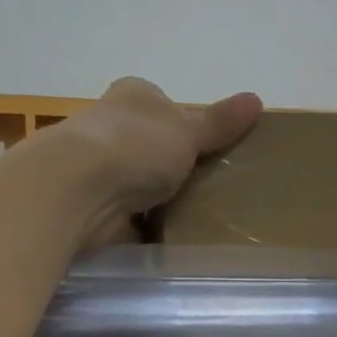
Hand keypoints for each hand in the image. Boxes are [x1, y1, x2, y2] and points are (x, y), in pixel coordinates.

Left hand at [51, 76, 262, 218]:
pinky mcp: (94, 208)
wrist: (80, 191)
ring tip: (200, 220)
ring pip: (139, 184)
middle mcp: (111, 128)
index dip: (186, 126)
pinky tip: (169, 240)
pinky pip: (129, 218)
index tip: (210, 151)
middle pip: (151, 147)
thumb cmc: (136, 146)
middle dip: (175, 167)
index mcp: (133, 97)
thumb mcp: (188, 130)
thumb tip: (256, 99)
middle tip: (214, 189)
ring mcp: (99, 170)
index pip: (163, 106)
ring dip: (159, 200)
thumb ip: (220, 122)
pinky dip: (145, 228)